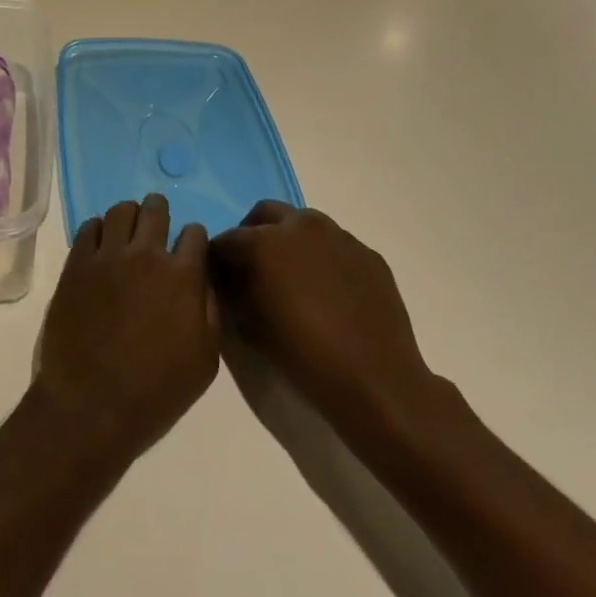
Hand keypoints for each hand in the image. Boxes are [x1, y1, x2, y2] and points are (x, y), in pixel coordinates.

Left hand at [31, 196, 218, 468]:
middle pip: (155, 209)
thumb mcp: (204, 363)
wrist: (90, 406)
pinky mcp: (77, 263)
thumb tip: (203, 283)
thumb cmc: (155, 393)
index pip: (195, 233)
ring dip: (129, 216)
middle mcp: (146, 255)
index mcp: (183, 278)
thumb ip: (209, 313)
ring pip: (121, 211)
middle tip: (157, 222)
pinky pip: (88, 227)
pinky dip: (98, 229)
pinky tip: (101, 244)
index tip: (189, 248)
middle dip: (160, 211)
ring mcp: (108, 256)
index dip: (194, 238)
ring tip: (128, 230)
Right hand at [210, 202, 449, 452]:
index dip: (218, 259)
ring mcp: (340, 237)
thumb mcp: (249, 326)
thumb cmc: (303, 354)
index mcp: (266, 240)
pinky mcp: (368, 255)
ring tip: (293, 279)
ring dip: (290, 241)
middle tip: (252, 268)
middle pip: (265, 214)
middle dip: (252, 234)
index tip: (219, 278)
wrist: (377, 382)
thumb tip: (228, 277)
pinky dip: (322, 258)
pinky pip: (335, 247)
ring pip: (304, 225)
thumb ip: (232, 291)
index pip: (227, 240)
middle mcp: (302, 226)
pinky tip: (328, 293)